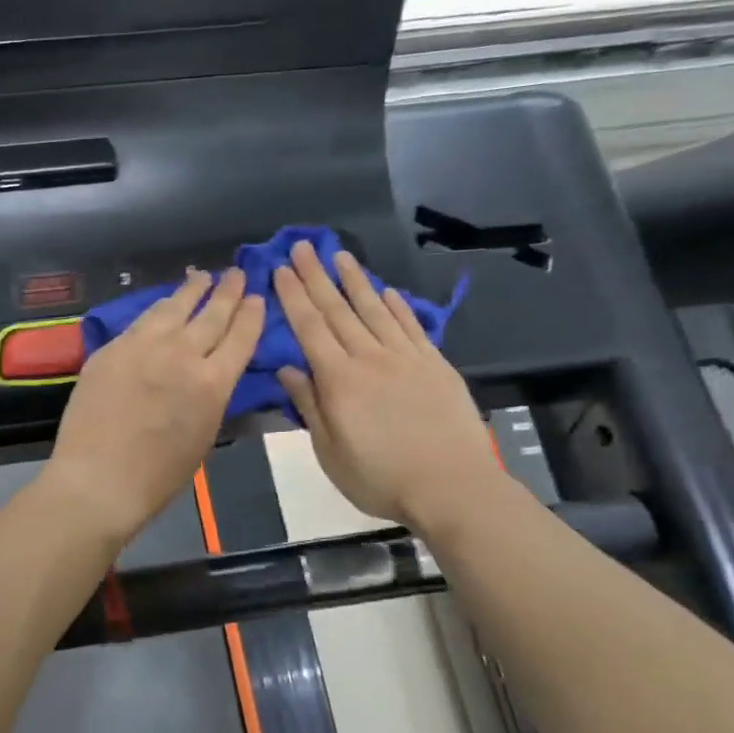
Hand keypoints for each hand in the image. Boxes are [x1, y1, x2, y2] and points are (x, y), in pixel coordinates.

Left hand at [43, 268, 263, 545]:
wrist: (98, 479)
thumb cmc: (158, 475)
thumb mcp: (203, 434)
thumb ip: (210, 395)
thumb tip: (210, 373)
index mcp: (213, 383)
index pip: (240, 337)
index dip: (251, 314)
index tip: (256, 298)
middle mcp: (182, 354)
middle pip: (211, 314)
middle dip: (228, 291)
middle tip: (237, 273)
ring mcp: (142, 346)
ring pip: (173, 308)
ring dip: (191, 290)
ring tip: (201, 277)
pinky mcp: (112, 348)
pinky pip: (141, 321)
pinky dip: (158, 308)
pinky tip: (162, 305)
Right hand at [273, 242, 503, 534]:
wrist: (451, 486)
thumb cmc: (380, 477)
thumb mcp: (330, 451)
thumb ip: (309, 406)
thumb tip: (287, 368)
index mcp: (338, 379)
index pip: (310, 328)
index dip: (293, 296)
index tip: (281, 268)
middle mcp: (369, 358)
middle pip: (338, 310)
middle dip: (317, 276)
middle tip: (303, 245)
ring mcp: (406, 357)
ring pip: (375, 309)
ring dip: (355, 280)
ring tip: (340, 255)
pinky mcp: (435, 364)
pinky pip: (411, 326)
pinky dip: (397, 306)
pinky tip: (387, 291)